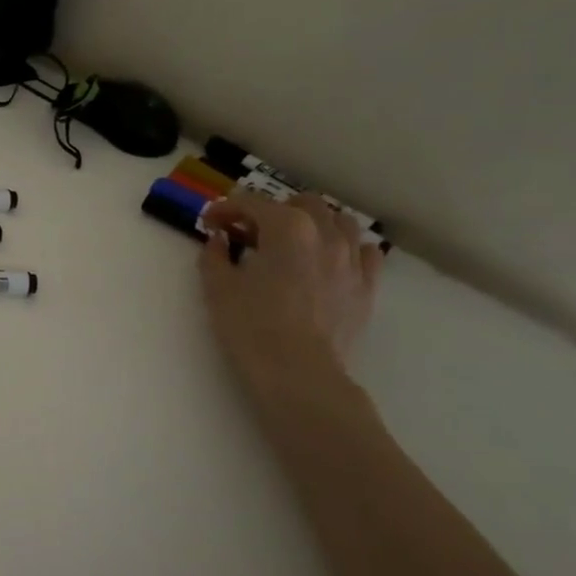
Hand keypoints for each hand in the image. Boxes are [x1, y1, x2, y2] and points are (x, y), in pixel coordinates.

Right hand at [198, 191, 383, 395]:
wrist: (299, 373)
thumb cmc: (252, 327)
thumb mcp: (217, 288)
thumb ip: (214, 256)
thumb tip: (219, 240)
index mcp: (286, 227)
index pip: (250, 203)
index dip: (225, 210)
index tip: (208, 225)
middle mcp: (324, 233)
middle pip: (302, 202)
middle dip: (273, 210)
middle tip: (250, 232)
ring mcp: (351, 259)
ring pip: (340, 221)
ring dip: (314, 222)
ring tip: (293, 242)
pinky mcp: (366, 286)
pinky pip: (365, 252)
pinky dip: (347, 247)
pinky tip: (330, 261)